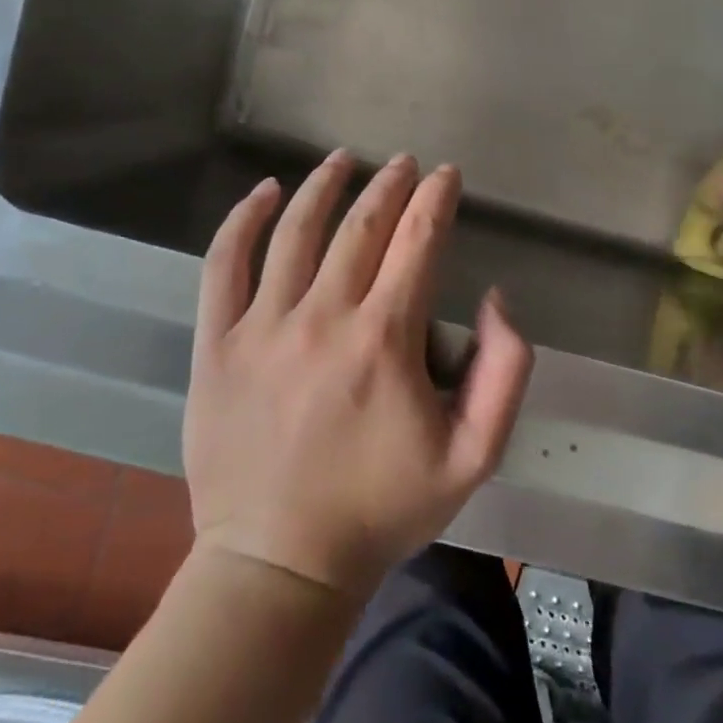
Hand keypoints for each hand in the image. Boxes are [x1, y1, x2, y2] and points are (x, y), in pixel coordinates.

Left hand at [184, 152, 533, 600]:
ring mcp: (263, 328)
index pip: (418, 241)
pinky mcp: (217, 345)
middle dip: (391, 185)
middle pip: (362, 226)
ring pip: (296, 231)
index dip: (437, 200)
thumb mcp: (475, 454)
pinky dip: (244, 220)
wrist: (280, 563)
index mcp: (386, 339)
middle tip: (406, 163)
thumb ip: (505, 370)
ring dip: (325, 186)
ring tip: (344, 159)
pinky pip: (224, 265)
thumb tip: (496, 299)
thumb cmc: (383, 508)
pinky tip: (266, 192)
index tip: (447, 175)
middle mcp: (324, 317)